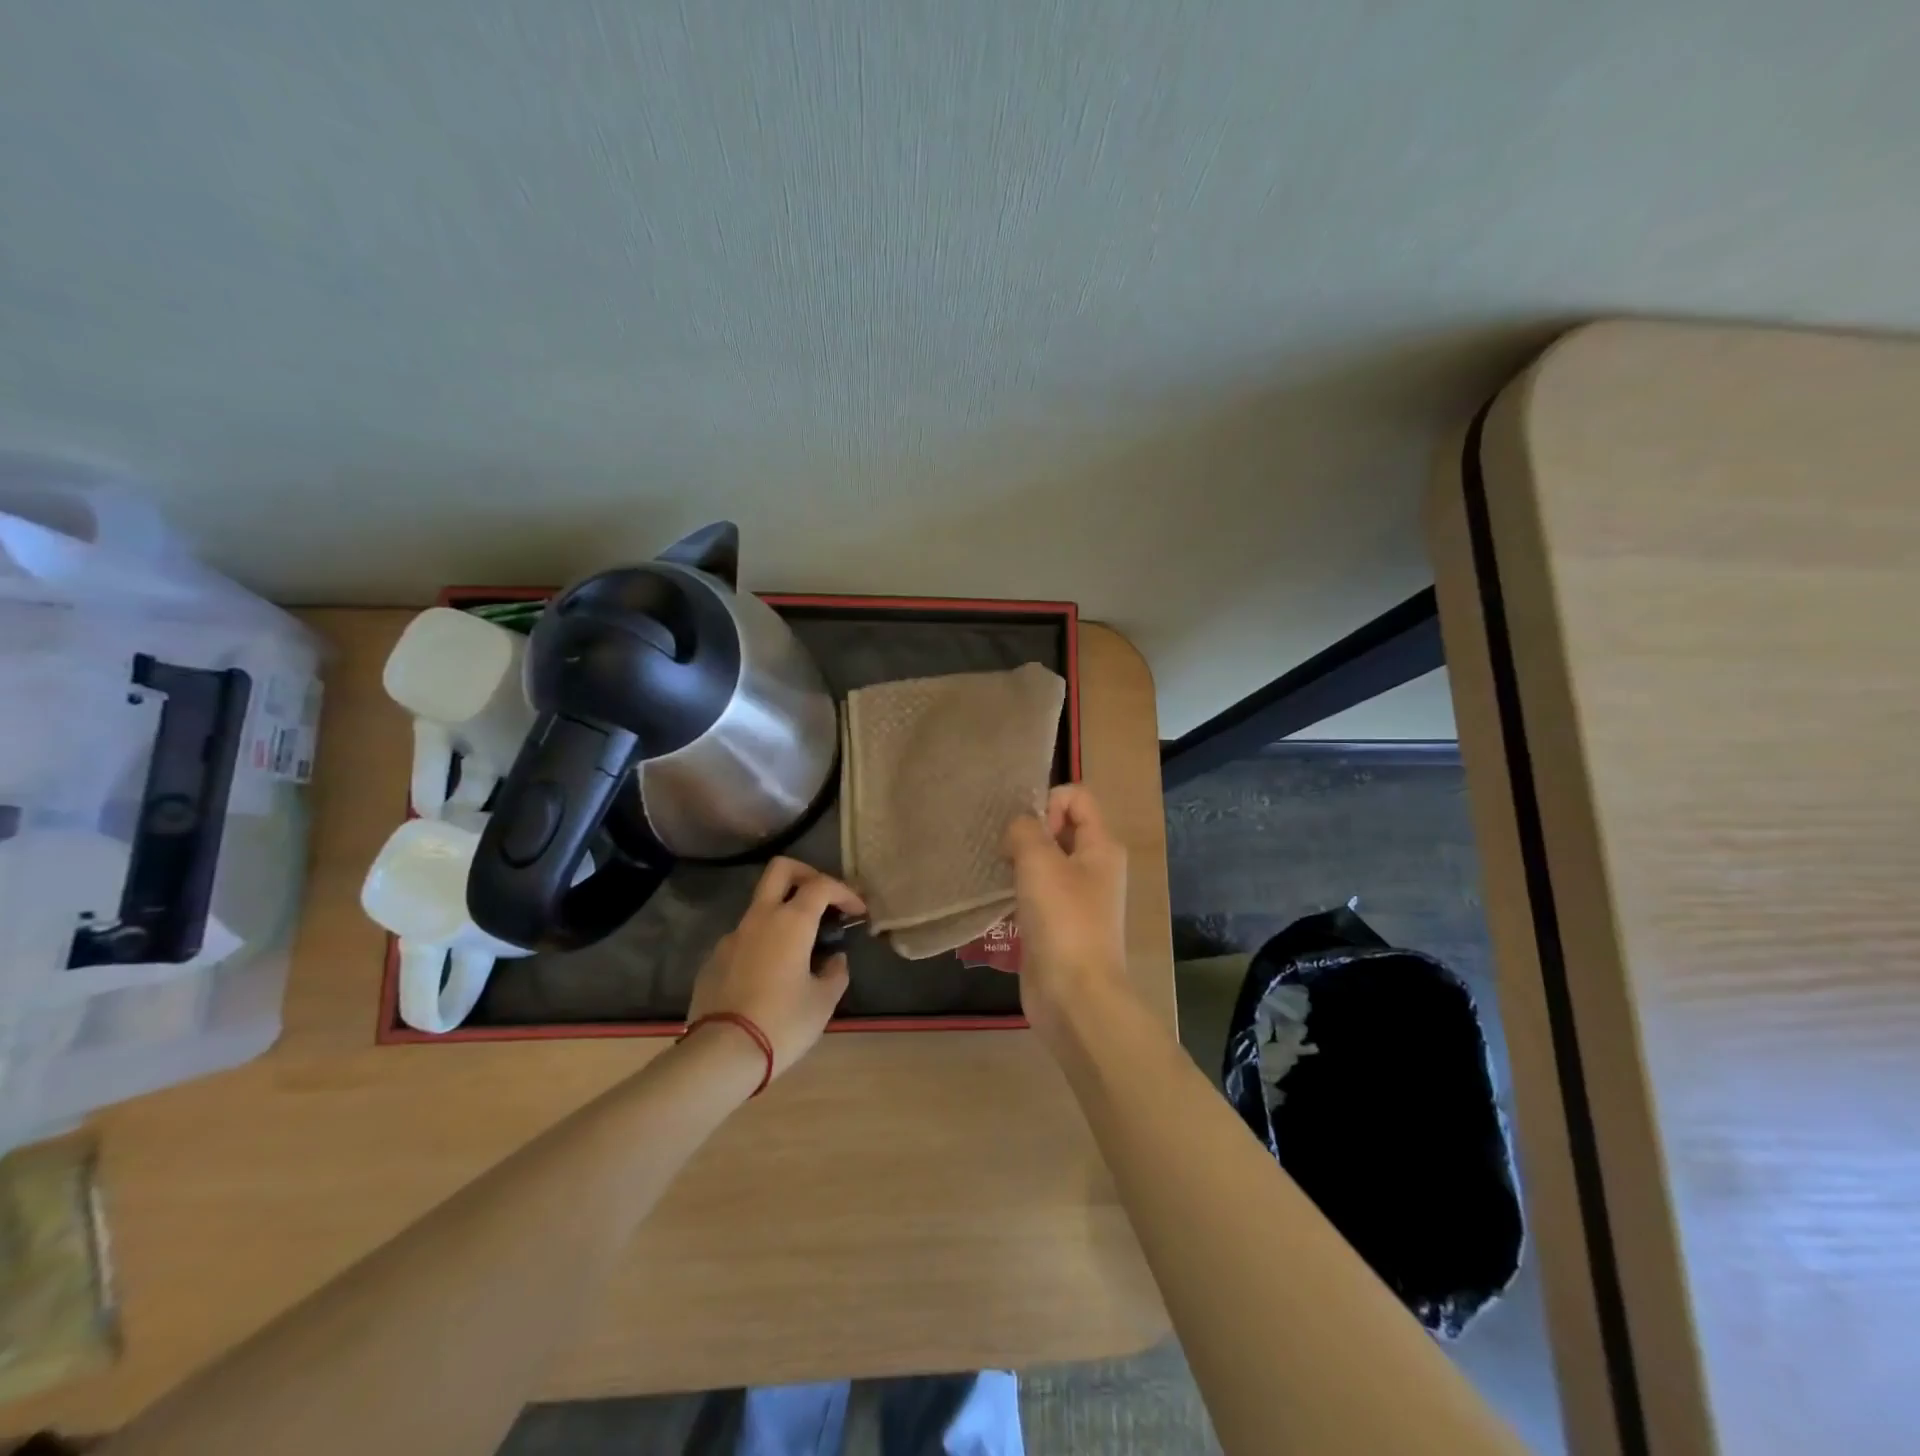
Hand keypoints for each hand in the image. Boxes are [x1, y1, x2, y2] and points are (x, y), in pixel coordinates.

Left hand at [686, 858, 864, 1079]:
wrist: (720, 1054)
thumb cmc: (782, 1023)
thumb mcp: (823, 1002)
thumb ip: (835, 973)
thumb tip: (834, 960)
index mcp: (791, 921)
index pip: (822, 885)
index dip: (845, 892)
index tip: (857, 912)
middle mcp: (760, 918)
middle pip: (781, 870)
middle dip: (806, 874)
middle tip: (823, 899)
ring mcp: (732, 937)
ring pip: (761, 906)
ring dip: (783, 914)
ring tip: (800, 949)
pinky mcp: (713, 959)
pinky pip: (744, 938)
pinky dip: (763, 943)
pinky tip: (770, 976)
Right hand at [1002, 785, 1128, 1037]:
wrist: (1074, 996)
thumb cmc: (1063, 921)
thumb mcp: (1040, 862)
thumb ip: (1025, 830)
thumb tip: (1017, 829)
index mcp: (1101, 846)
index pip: (1077, 796)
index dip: (1048, 802)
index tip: (1027, 833)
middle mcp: (1093, 866)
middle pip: (1059, 826)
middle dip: (1028, 832)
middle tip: (1005, 853)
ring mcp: (1076, 897)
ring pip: (1044, 860)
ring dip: (1018, 861)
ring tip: (999, 874)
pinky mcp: (1057, 922)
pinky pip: (1035, 890)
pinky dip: (1017, 888)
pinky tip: (999, 899)